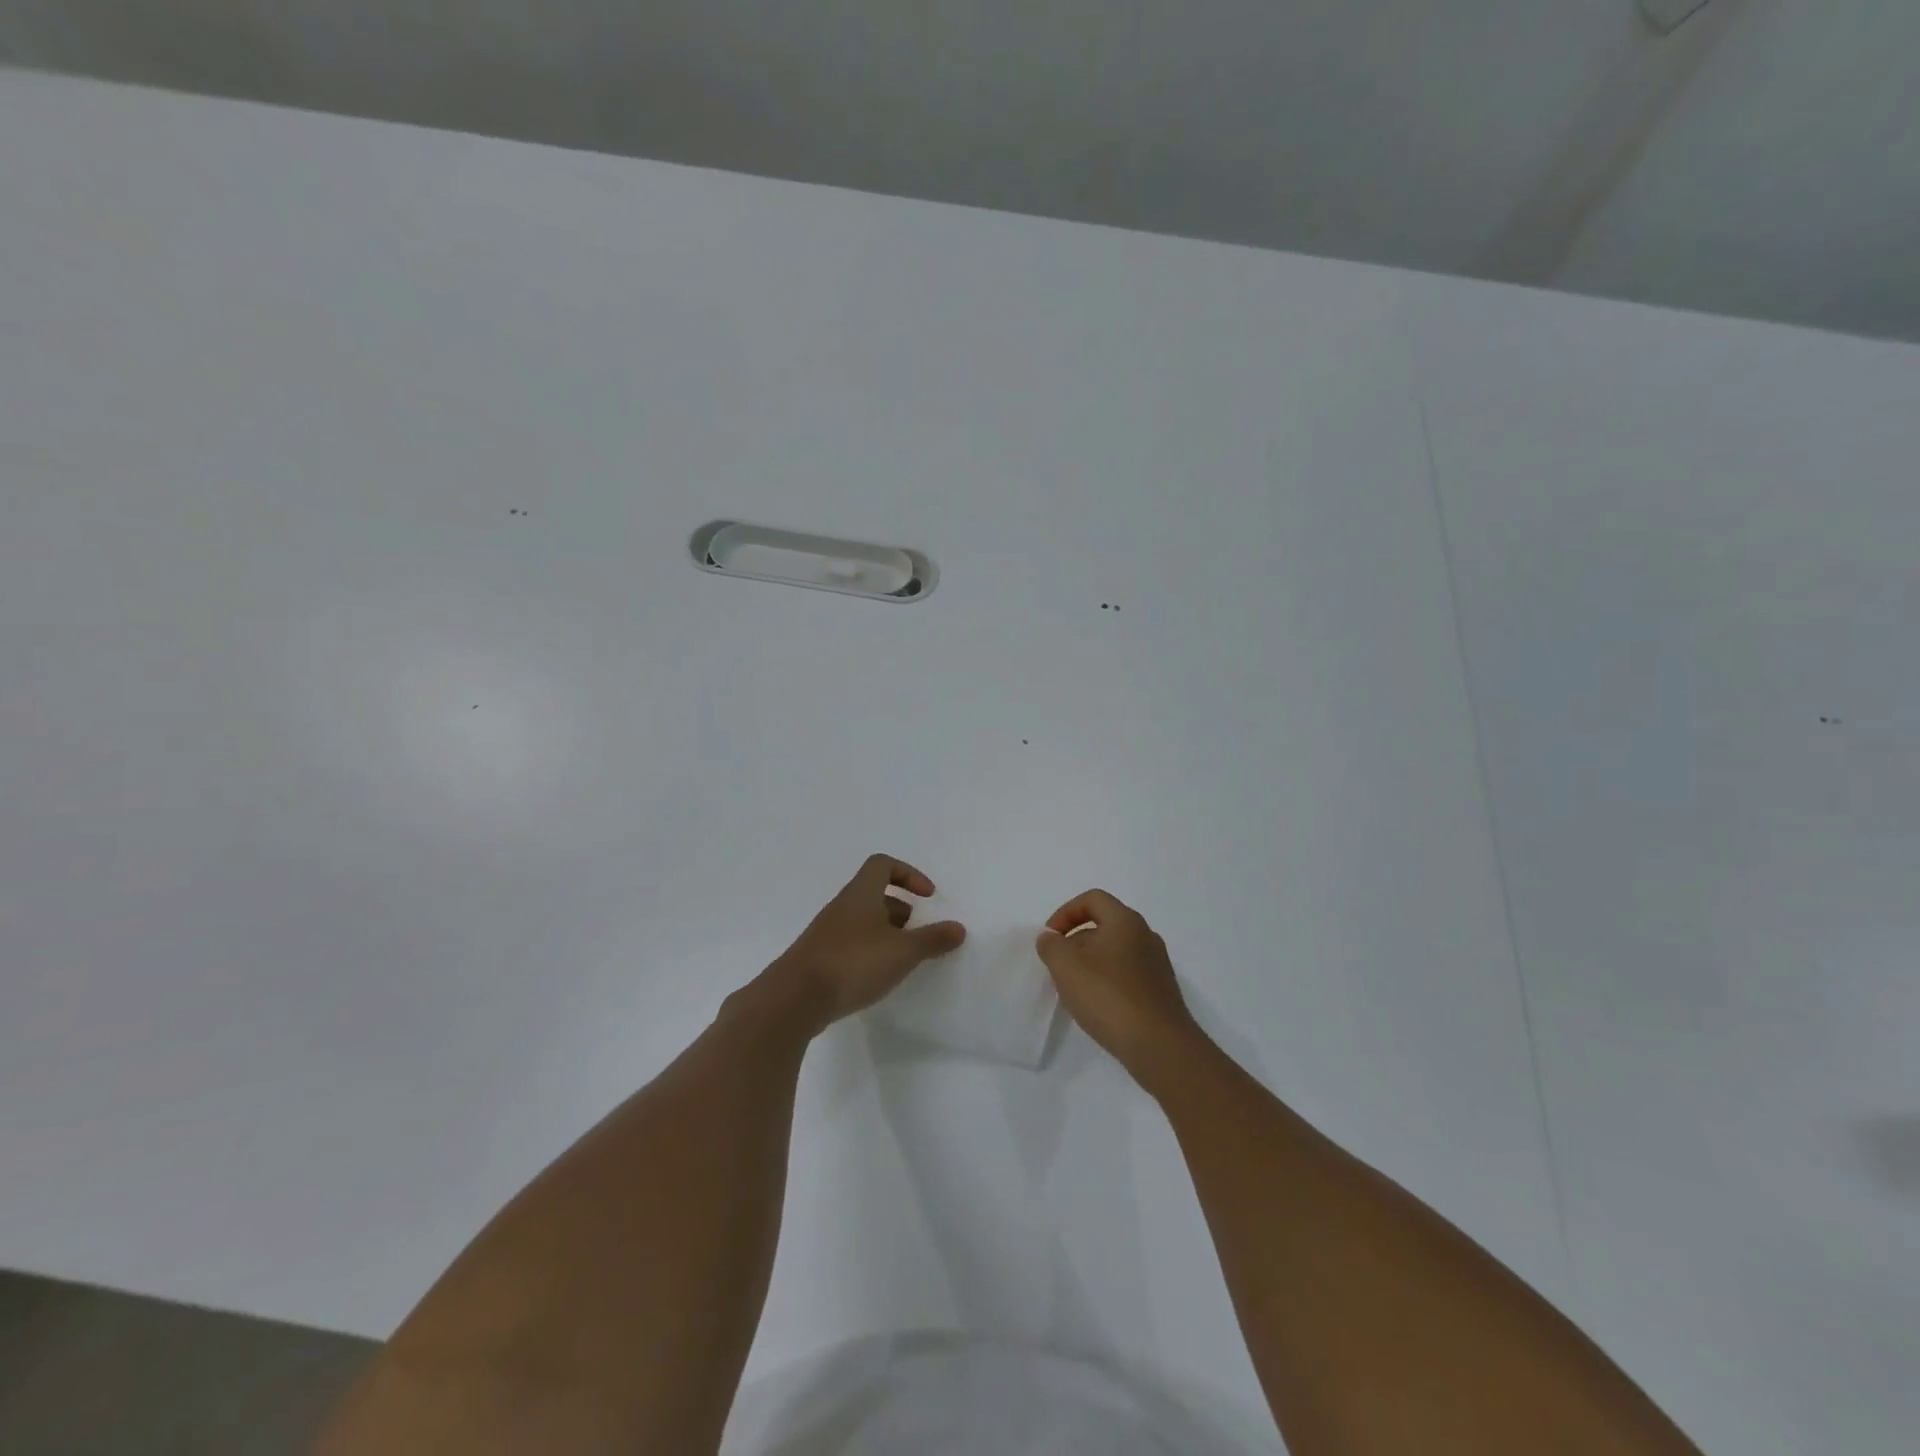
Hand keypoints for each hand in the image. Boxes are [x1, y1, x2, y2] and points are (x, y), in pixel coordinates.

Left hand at [770, 855, 965, 1028]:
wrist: (795, 998)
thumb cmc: (853, 963)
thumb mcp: (902, 952)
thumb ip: (932, 939)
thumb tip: (958, 928)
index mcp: (861, 894)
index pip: (882, 865)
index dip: (908, 874)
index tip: (927, 896)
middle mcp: (842, 907)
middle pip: (873, 893)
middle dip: (899, 907)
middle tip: (916, 930)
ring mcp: (826, 932)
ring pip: (861, 920)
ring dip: (884, 931)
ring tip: (901, 957)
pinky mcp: (818, 958)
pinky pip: (849, 943)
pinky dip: (868, 951)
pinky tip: (876, 976)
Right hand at [1036, 890, 1205, 1086]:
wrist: (1160, 1046)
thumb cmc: (1109, 997)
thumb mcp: (1066, 966)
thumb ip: (1051, 946)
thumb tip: (1051, 938)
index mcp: (1126, 921)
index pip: (1092, 899)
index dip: (1066, 912)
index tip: (1051, 937)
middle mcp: (1145, 936)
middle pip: (1104, 925)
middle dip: (1076, 941)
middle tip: (1058, 966)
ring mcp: (1157, 965)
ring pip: (1115, 952)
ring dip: (1090, 964)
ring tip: (1074, 989)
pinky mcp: (1160, 992)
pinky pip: (1127, 975)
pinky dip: (1107, 982)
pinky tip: (1097, 1007)